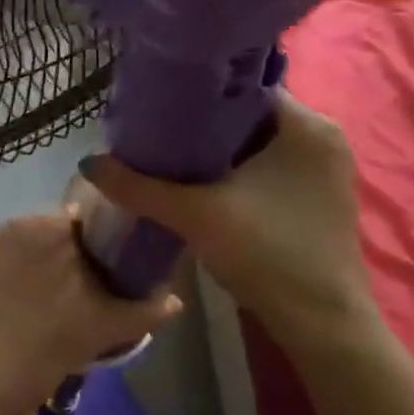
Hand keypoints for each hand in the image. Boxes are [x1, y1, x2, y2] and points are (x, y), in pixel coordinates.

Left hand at [0, 212, 183, 400]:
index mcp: (58, 226)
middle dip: (57, 248)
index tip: (91, 265)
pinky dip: (1, 270)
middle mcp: (21, 221)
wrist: (6, 364)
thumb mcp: (115, 323)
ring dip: (29, 256)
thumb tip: (178, 299)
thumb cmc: (65, 335)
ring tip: (36, 293)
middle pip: (46, 228)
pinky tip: (9, 298)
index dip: (86, 241)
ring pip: (19, 240)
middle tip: (67, 284)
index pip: (77, 220)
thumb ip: (151, 308)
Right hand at [80, 92, 376, 349]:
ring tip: (169, 153)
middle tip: (156, 130)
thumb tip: (89, 163)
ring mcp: (324, 170)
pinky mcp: (318, 198)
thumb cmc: (269, 255)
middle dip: (204, 124)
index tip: (159, 103)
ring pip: (257, 144)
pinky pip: (268, 167)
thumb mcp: (196, 215)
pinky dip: (236, 170)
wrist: (323, 327)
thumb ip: (140, 187)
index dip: (199, 93)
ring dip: (218, 150)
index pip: (245, 87)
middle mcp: (322, 138)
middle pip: (248, 115)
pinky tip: (200, 182)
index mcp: (307, 126)